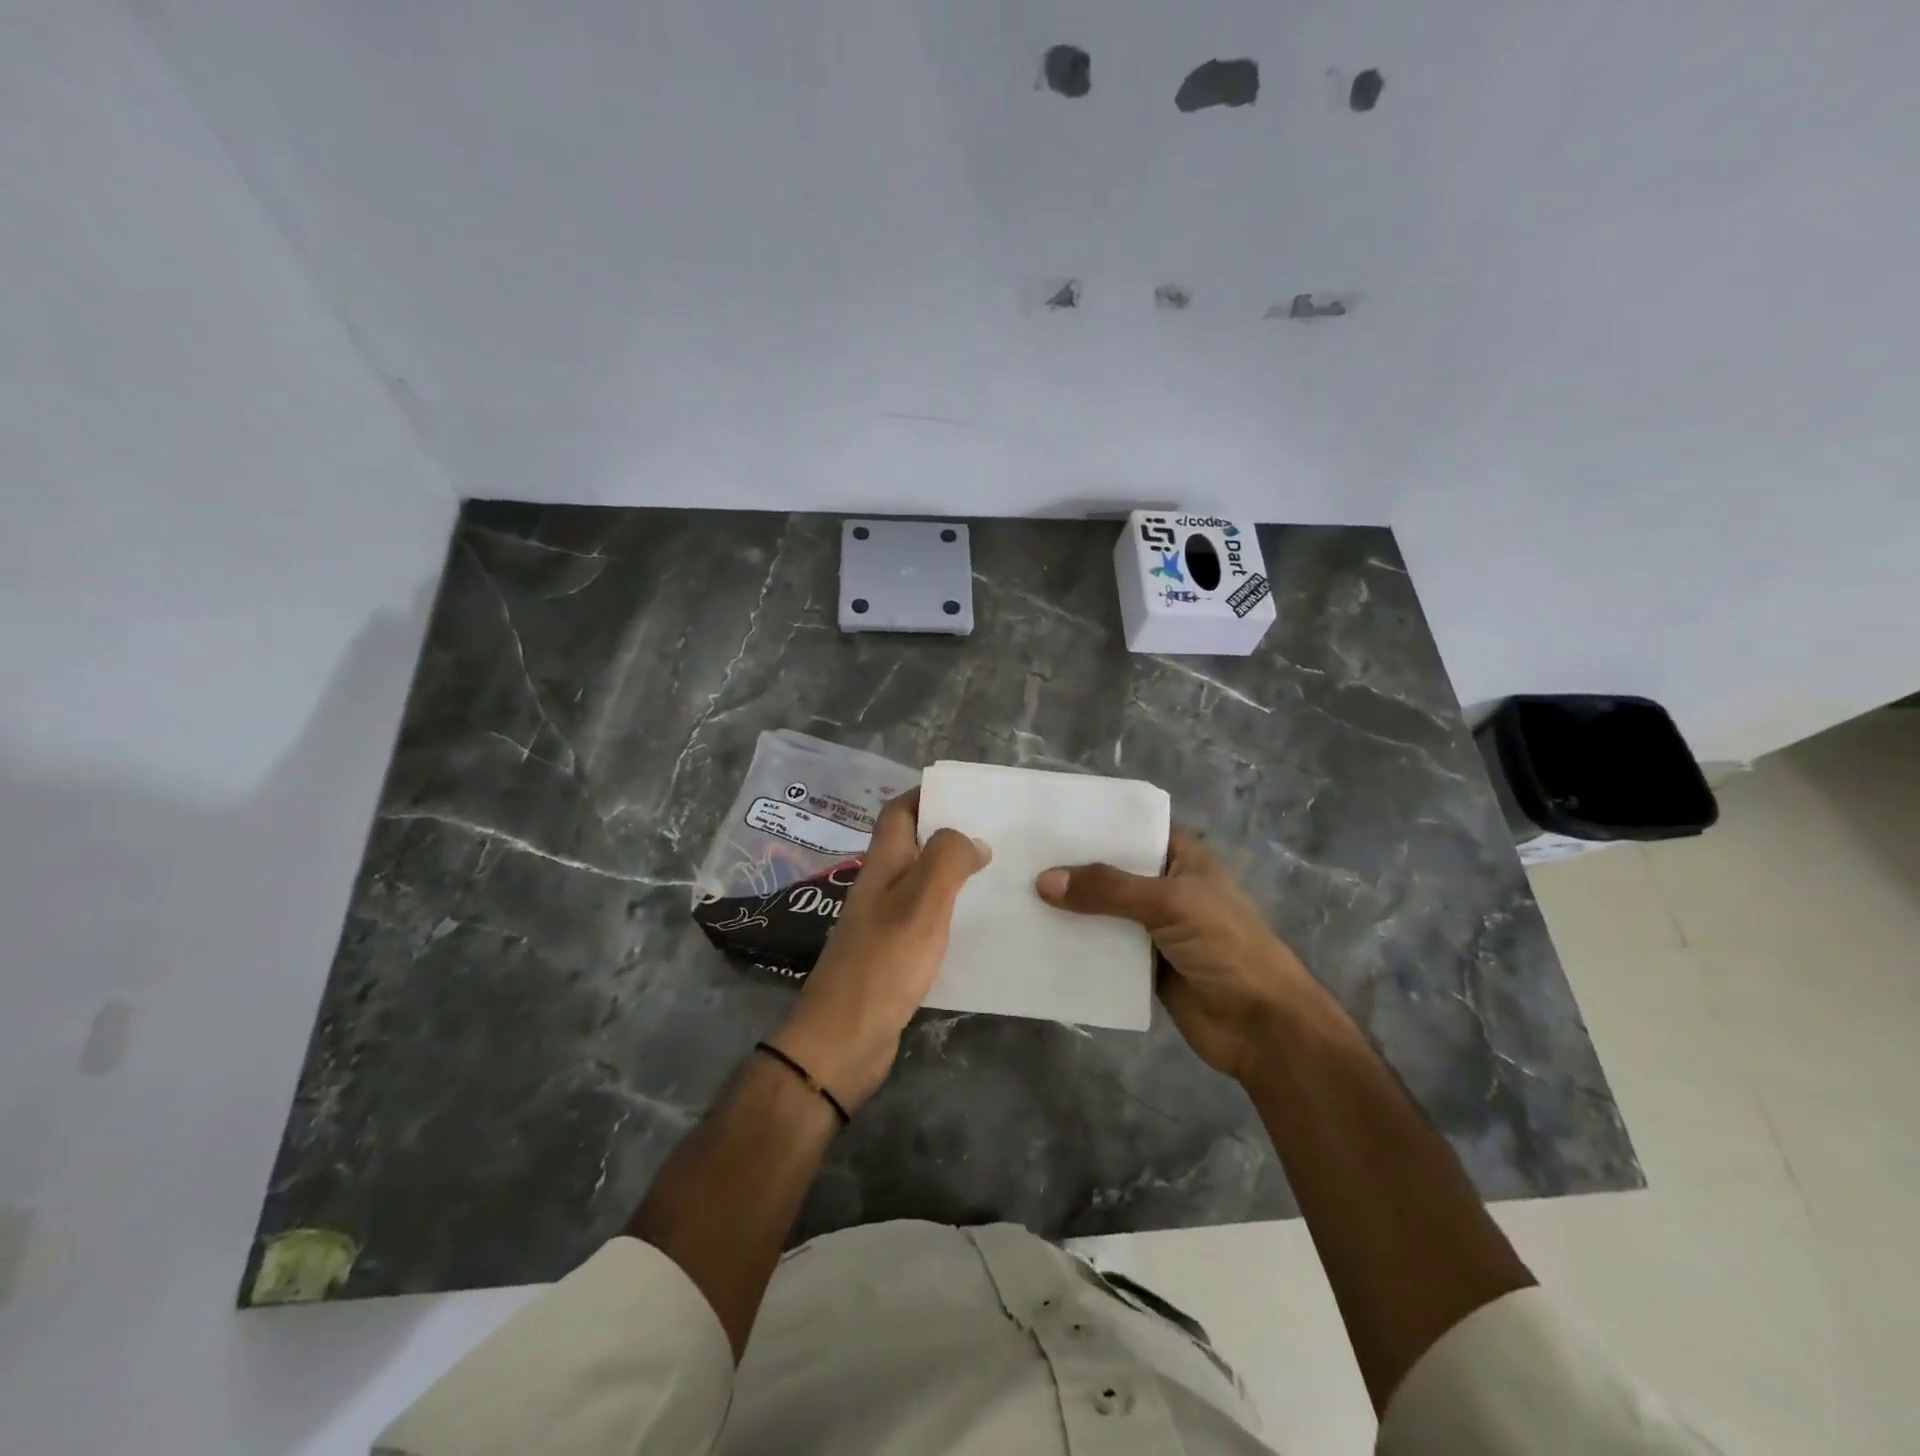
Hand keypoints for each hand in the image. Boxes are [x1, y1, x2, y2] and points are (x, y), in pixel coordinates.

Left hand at [771, 789, 988, 1110]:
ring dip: (953, 874)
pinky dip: (951, 913)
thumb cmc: (884, 962)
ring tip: (998, 875)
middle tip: (995, 834)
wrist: (844, 1039)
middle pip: (912, 845)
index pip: (897, 812)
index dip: (925, 795)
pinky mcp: (893, 956)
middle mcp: (880, 887)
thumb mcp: (922, 902)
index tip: (966, 794)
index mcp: (883, 865)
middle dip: (948, 833)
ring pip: (921, 883)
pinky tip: (979, 926)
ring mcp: (884, 923)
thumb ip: (947, 860)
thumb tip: (971, 839)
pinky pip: (926, 920)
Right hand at [1036, 828, 1322, 1081]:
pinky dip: (1077, 944)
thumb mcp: (1169, 903)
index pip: (1134, 828)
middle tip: (1019, 857)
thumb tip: (1043, 880)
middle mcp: (1166, 887)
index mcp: (1182, 858)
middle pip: (1112, 869)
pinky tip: (1038, 938)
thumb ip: (1108, 889)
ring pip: (1103, 910)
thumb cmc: (1226, 946)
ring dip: (1070, 907)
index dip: (1096, 823)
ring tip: (1017, 894)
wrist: (1261, 1026)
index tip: (1049, 819)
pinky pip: (1103, 948)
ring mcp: (1154, 928)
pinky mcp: (1143, 966)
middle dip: (1073, 866)